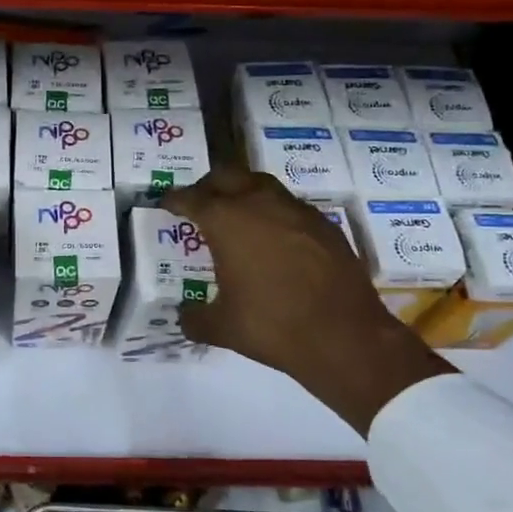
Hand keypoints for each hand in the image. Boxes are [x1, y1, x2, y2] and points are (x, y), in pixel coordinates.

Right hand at [162, 169, 451, 431]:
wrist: (345, 336)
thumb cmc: (272, 326)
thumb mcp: (222, 328)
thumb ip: (195, 318)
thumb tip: (185, 317)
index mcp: (227, 222)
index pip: (192, 198)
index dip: (176, 199)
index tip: (167, 203)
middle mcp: (260, 204)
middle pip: (228, 176)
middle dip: (209, 185)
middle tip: (200, 201)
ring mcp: (297, 211)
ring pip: (262, 185)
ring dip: (244, 192)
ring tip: (237, 214)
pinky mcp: (325, 225)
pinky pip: (290, 207)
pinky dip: (274, 213)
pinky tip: (274, 238)